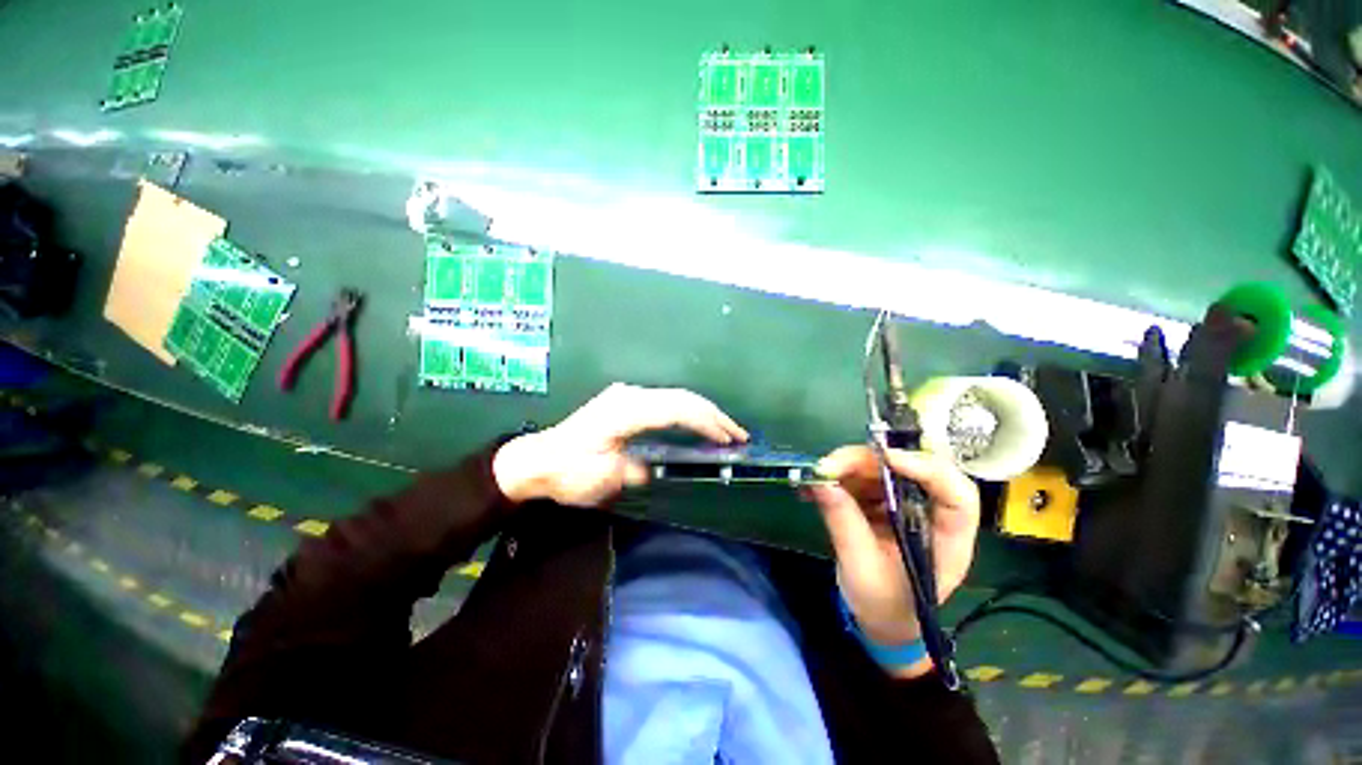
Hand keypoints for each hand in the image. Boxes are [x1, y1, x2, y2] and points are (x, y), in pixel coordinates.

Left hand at [493, 383, 747, 506]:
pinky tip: (696, 424)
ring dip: (702, 412)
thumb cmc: (568, 471)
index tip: (730, 439)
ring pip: (675, 397)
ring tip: (725, 430)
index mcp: (626, 411)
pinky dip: (686, 413)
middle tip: (738, 435)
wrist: (536, 459)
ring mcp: (627, 395)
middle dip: (713, 415)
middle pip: (681, 398)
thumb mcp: (603, 477)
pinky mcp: (625, 401)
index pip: (677, 409)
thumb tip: (657, 467)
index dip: (707, 423)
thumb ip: (637, 469)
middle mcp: (630, 396)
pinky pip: (665, 402)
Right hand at [809, 447, 979, 671]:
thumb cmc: (883, 605)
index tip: (885, 459)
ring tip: (817, 477)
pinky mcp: (881, 501)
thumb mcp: (861, 569)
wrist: (879, 619)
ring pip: (881, 467)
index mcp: (947, 539)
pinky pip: (862, 478)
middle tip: (829, 466)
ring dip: (846, 466)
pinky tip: (815, 486)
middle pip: (910, 469)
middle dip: (867, 461)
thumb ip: (844, 524)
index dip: (926, 469)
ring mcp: (904, 504)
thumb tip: (822, 482)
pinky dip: (838, 476)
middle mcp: (929, 513)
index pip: (956, 495)